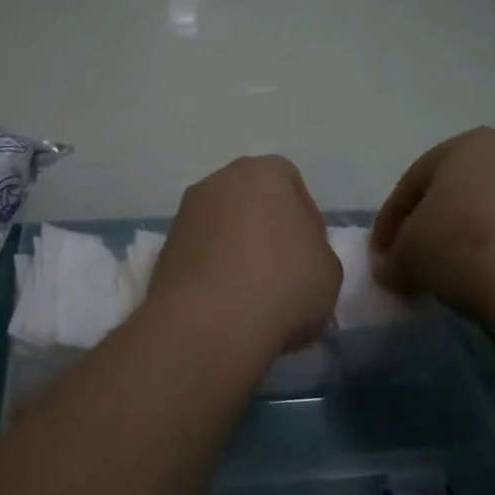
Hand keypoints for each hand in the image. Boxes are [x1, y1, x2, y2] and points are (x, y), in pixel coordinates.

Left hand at [144, 156, 342, 358]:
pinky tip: (227, 305)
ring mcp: (186, 213)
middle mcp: (218, 182)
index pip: (291, 182)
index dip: (307, 217)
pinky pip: (200, 253)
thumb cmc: (282, 283)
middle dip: (267, 230)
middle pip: (251, 201)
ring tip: (255, 295)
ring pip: (222, 227)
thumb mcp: (329, 270)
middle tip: (285, 271)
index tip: (312, 253)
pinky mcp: (165, 248)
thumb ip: (317, 251)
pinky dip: (213, 271)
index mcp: (262, 173)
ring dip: (237, 251)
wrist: (209, 322)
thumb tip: (299, 256)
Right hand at [370, 127, 494, 329]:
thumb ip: (393, 257)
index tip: (381, 257)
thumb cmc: (464, 247)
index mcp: (466, 145)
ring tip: (460, 281)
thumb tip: (390, 268)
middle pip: (458, 194)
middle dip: (434, 229)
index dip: (389, 222)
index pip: (412, 183)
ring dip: (472, 243)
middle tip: (418, 265)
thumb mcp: (408, 254)